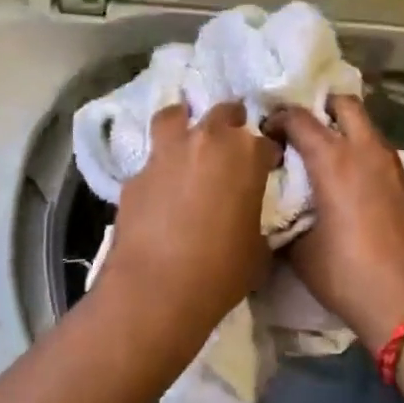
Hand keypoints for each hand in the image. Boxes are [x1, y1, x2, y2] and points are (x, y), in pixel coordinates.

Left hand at [99, 102, 280, 327]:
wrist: (157, 289)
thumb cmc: (221, 271)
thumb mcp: (258, 250)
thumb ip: (254, 221)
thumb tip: (246, 220)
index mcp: (246, 155)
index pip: (265, 143)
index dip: (267, 156)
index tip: (266, 168)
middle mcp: (206, 141)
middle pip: (224, 113)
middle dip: (232, 122)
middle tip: (232, 142)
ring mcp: (166, 153)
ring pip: (175, 116)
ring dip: (184, 121)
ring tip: (187, 137)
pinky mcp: (135, 174)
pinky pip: (151, 160)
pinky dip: (159, 167)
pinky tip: (160, 187)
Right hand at [271, 95, 403, 351]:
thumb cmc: (349, 275)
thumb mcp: (301, 251)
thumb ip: (286, 219)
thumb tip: (280, 210)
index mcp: (334, 160)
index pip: (300, 118)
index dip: (278, 119)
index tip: (266, 133)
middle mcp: (366, 151)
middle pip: (345, 104)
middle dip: (321, 107)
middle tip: (302, 129)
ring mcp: (395, 166)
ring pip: (368, 128)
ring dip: (346, 131)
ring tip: (325, 157)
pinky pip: (381, 154)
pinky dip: (364, 156)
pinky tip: (352, 185)